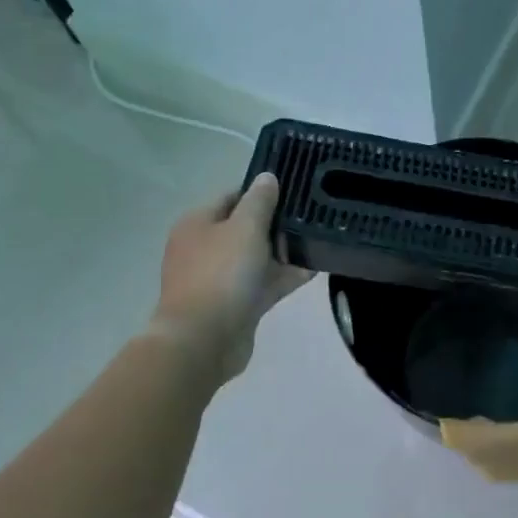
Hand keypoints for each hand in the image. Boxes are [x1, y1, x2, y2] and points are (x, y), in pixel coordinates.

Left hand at [150, 173, 311, 383]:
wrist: (204, 340)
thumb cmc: (221, 274)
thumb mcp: (245, 227)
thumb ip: (259, 201)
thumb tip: (267, 177)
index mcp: (198, 224)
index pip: (233, 196)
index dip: (262, 192)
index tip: (294, 192)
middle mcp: (205, 248)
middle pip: (246, 228)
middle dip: (277, 224)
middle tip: (311, 217)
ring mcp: (219, 279)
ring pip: (257, 258)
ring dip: (284, 252)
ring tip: (319, 242)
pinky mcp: (235, 305)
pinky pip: (263, 283)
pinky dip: (284, 277)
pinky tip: (314, 270)